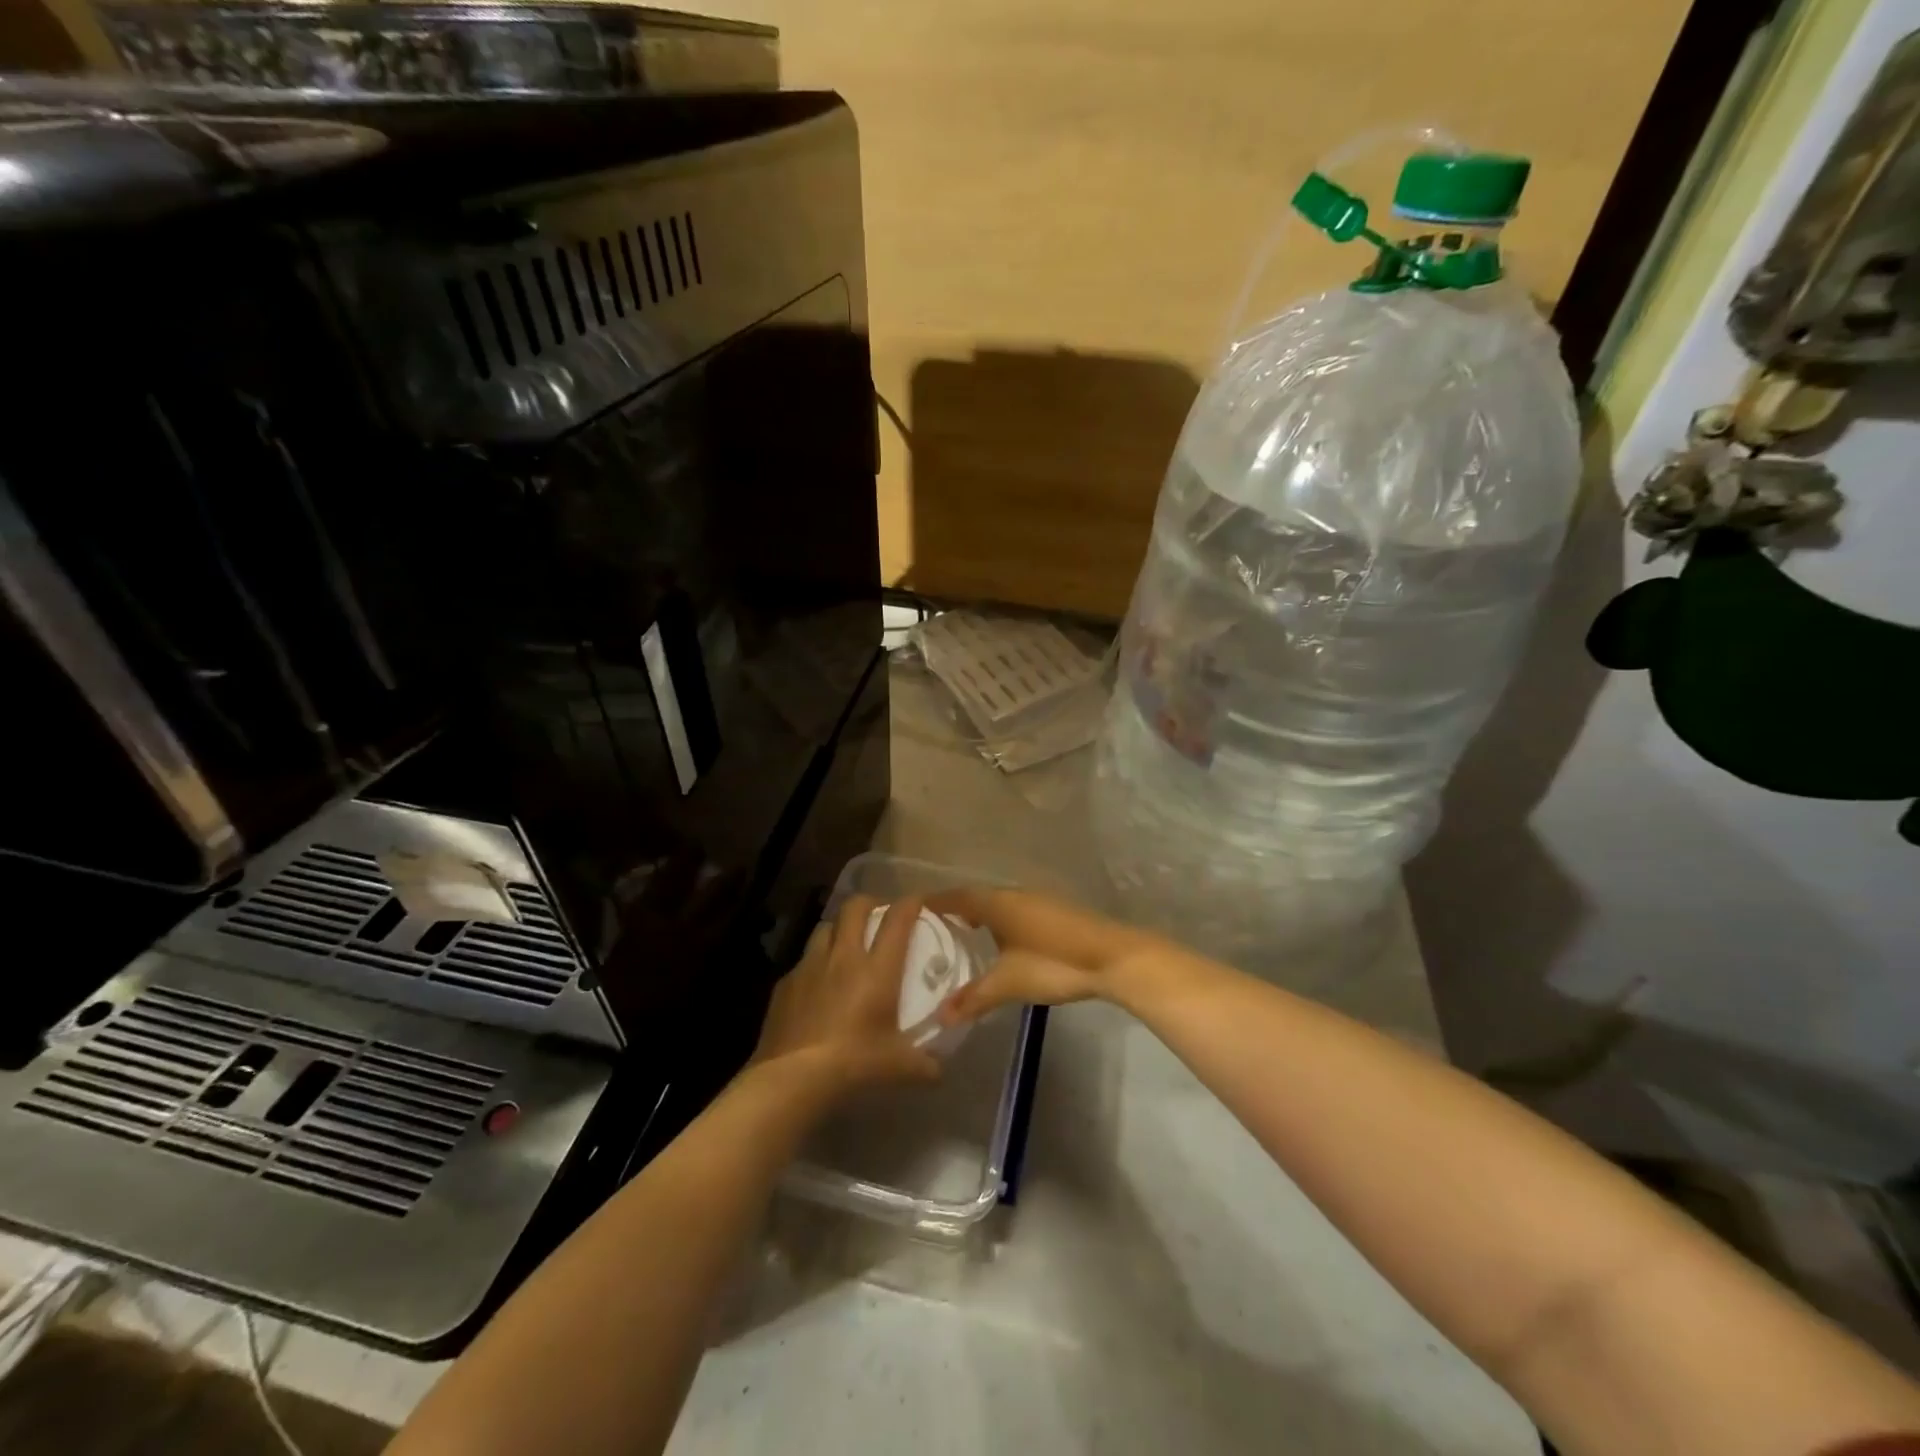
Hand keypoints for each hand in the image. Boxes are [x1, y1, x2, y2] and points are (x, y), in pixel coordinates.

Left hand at [753, 894, 941, 1093]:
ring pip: (825, 928)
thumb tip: (939, 1070)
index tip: (918, 902)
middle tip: (878, 915)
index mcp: (877, 969)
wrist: (793, 1078)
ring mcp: (810, 966)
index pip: (897, 920)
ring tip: (845, 943)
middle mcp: (844, 957)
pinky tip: (817, 984)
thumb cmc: (854, 1064)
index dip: (910, 904)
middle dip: (870, 903)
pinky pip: (803, 961)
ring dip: (839, 929)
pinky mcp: (786, 983)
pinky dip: (814, 964)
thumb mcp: (898, 1067)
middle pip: (855, 908)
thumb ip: (924, 1064)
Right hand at [929, 887, 1167, 1024]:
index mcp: (997, 903)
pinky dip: (999, 922)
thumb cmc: (1054, 963)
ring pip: (998, 904)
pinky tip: (1000, 945)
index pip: (957, 897)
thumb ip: (974, 998)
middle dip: (955, 911)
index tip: (912, 913)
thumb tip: (940, 1016)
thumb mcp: (1009, 983)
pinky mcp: (1055, 913)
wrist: (1113, 958)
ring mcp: (1038, 901)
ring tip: (961, 939)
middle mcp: (1015, 894)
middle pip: (977, 897)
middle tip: (932, 931)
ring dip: (979, 916)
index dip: (935, 904)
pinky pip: (1015, 911)